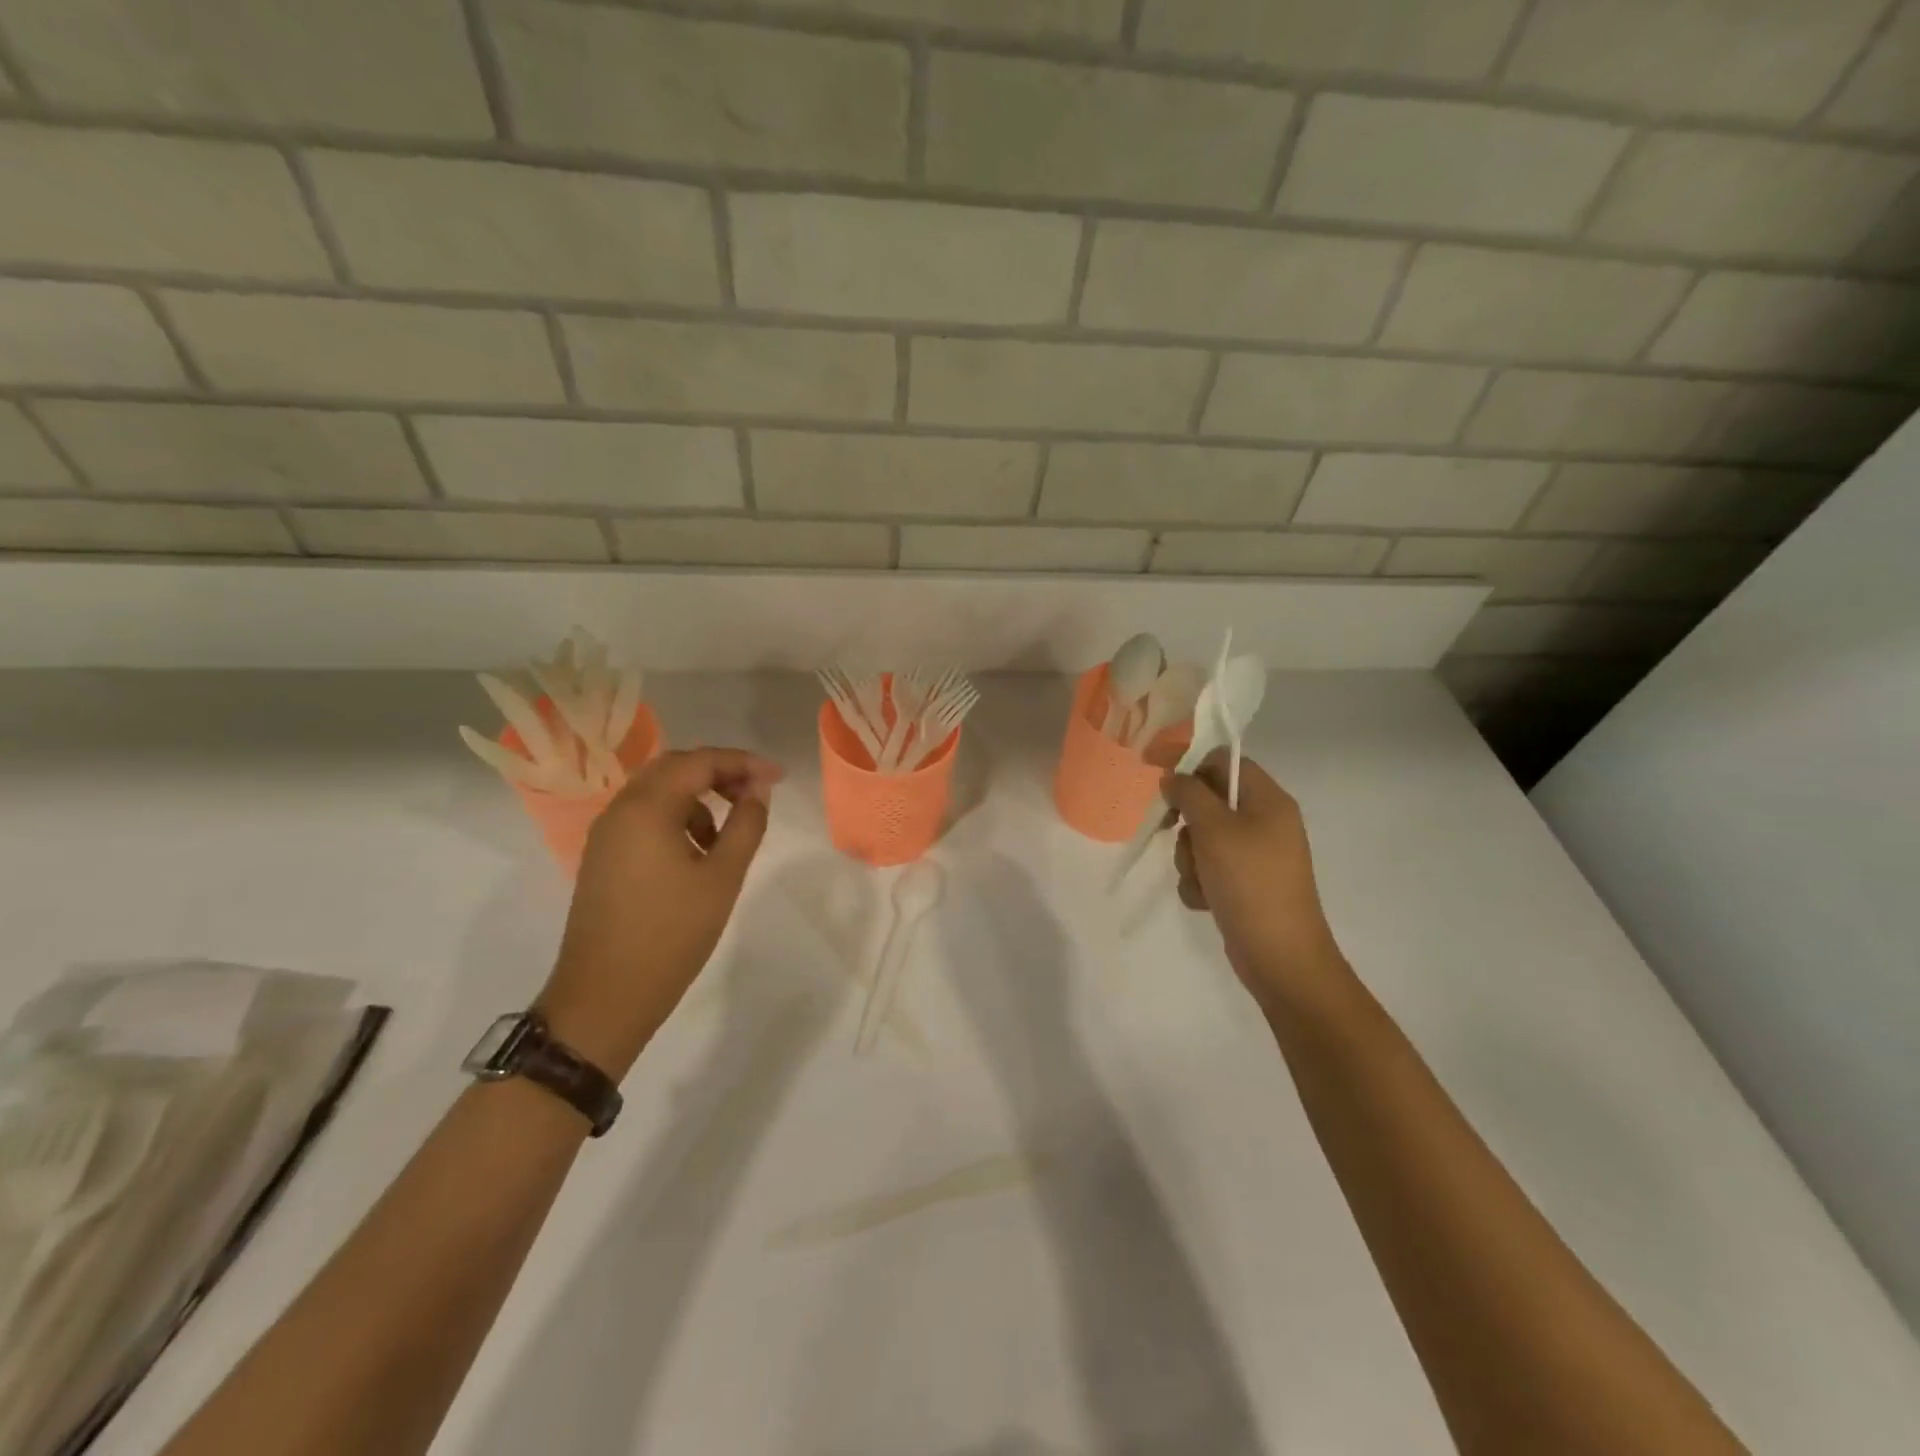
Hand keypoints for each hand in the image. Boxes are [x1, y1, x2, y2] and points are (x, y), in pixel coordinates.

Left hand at [539, 747, 782, 1076]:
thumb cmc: (671, 934)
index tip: (777, 777)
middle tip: (755, 793)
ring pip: (657, 793)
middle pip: (674, 769)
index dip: (743, 762)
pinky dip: (676, 819)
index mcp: (646, 808)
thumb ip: (746, 825)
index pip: (699, 762)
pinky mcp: (602, 859)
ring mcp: (606, 836)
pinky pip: (644, 819)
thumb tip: (757, 792)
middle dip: (719, 773)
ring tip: (728, 834)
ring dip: (698, 798)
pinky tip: (697, 855)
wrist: (605, 997)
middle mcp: (619, 811)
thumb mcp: (723, 877)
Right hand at [1165, 749, 1348, 1009]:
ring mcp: (1255, 855)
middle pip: (1208, 801)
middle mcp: (1264, 822)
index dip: (1187, 762)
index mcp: (1268, 800)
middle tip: (1171, 832)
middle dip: (1186, 822)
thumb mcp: (1214, 830)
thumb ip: (1189, 794)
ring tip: (1200, 880)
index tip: (1151, 770)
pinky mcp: (1244, 884)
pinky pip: (1208, 868)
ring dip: (1189, 858)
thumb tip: (1173, 778)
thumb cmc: (1249, 882)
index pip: (1223, 761)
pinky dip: (1200, 882)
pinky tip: (1205, 901)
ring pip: (1202, 838)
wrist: (1280, 955)